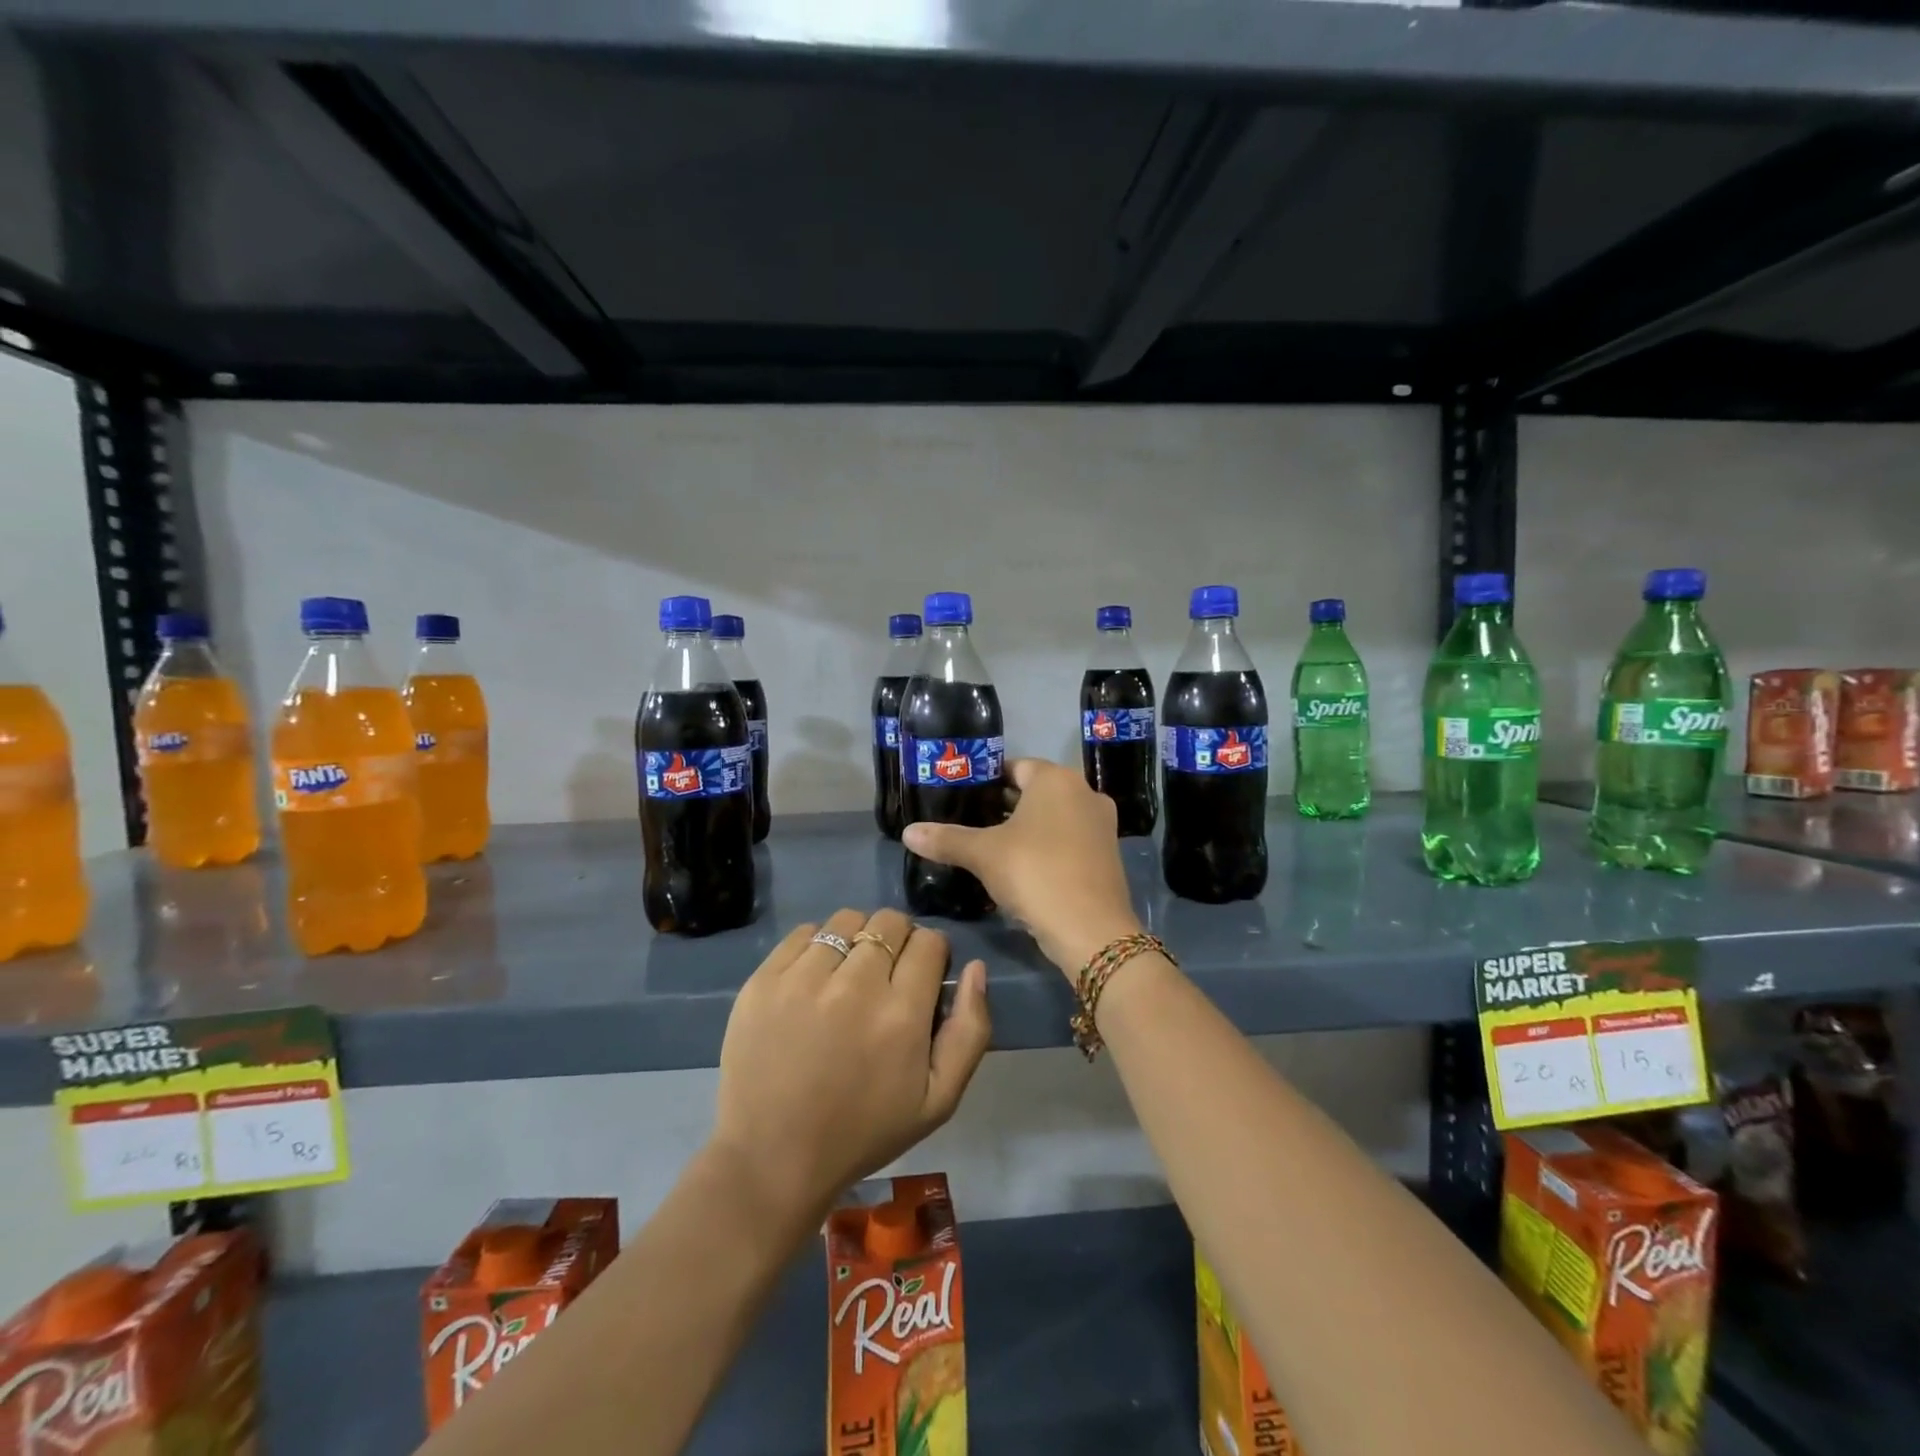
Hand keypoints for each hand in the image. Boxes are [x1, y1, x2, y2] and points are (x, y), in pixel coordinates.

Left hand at [710, 908, 990, 1219]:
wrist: (772, 1158)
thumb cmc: (863, 1132)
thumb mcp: (938, 1101)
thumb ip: (970, 1031)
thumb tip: (976, 968)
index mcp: (901, 1014)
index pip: (929, 942)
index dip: (931, 955)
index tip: (921, 978)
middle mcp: (855, 985)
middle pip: (890, 922)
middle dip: (898, 940)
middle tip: (885, 975)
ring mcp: (804, 979)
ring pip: (847, 919)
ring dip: (857, 938)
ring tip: (848, 973)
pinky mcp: (764, 979)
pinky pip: (803, 932)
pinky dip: (817, 946)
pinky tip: (814, 978)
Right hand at [904, 759, 1142, 977]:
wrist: (1091, 929)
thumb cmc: (1034, 873)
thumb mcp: (983, 854)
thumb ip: (947, 839)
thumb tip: (908, 832)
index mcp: (1056, 779)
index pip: (1015, 766)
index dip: (987, 779)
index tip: (963, 796)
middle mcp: (1084, 792)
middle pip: (1036, 791)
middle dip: (1004, 805)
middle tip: (970, 822)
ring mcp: (1101, 824)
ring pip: (1054, 816)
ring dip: (1026, 828)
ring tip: (991, 846)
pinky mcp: (1108, 854)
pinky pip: (1069, 838)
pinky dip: (1047, 846)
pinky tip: (1022, 867)